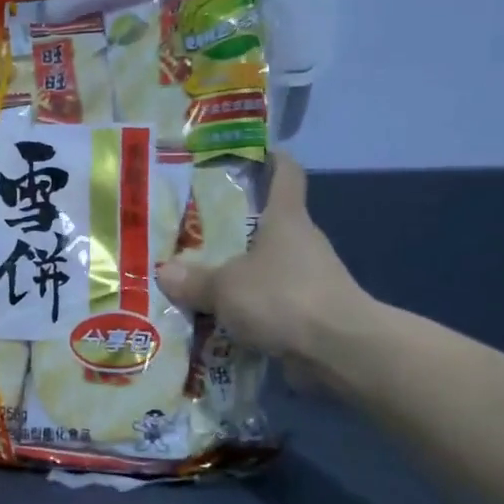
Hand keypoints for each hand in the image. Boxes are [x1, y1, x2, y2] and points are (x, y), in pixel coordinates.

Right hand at [156, 154, 376, 379]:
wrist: (339, 350)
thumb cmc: (283, 297)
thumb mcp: (225, 287)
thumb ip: (194, 280)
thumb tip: (164, 273)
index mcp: (286, 219)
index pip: (286, 175)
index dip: (272, 160)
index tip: (252, 154)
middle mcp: (301, 243)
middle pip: (269, 225)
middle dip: (236, 230)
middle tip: (195, 233)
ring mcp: (310, 280)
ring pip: (268, 269)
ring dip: (240, 277)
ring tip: (199, 284)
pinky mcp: (312, 315)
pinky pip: (272, 306)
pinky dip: (250, 313)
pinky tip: (219, 323)